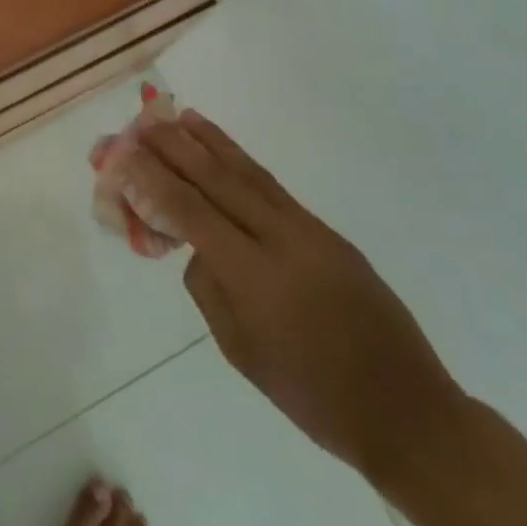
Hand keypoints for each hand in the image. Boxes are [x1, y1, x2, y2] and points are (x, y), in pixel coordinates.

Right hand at [125, 111, 465, 483]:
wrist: (407, 411)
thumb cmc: (312, 395)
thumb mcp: (240, 350)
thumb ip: (209, 287)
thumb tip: (196, 244)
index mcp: (253, 276)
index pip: (188, 211)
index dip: (148, 179)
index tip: (120, 155)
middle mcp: (279, 239)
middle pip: (214, 178)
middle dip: (170, 146)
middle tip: (136, 123)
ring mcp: (306, 229)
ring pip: (245, 170)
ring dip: (205, 139)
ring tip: (174, 114)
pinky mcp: (323, 230)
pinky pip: (269, 185)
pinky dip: (238, 159)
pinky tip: (220, 148)